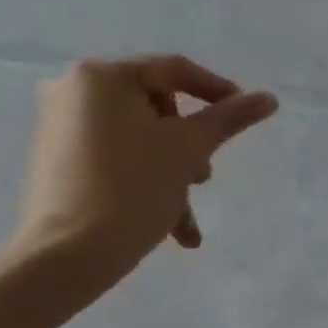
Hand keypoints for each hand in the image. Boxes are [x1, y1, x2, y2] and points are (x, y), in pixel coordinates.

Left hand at [11, 56, 277, 284]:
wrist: (66, 257)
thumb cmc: (133, 188)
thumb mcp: (189, 148)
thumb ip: (230, 118)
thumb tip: (269, 98)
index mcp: (102, 76)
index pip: (175, 71)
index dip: (217, 91)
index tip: (245, 115)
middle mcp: (73, 91)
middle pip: (156, 107)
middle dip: (189, 146)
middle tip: (205, 178)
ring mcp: (60, 127)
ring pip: (139, 140)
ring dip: (172, 172)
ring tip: (187, 220)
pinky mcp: (58, 161)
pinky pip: (115, 159)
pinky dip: (144, 181)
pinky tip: (169, 227)